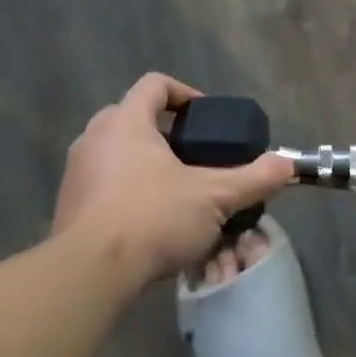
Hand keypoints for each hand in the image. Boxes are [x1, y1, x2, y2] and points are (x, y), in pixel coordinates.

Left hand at [51, 73, 294, 286]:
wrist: (89, 272)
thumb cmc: (153, 218)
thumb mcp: (214, 197)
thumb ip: (254, 178)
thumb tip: (288, 165)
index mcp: (127, 121)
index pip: (155, 84)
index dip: (185, 94)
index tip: (207, 120)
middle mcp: (95, 136)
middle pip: (134, 116)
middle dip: (167, 133)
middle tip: (195, 158)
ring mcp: (77, 170)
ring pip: (117, 151)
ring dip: (145, 162)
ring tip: (176, 190)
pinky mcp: (67, 204)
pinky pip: (103, 182)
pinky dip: (126, 190)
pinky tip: (149, 220)